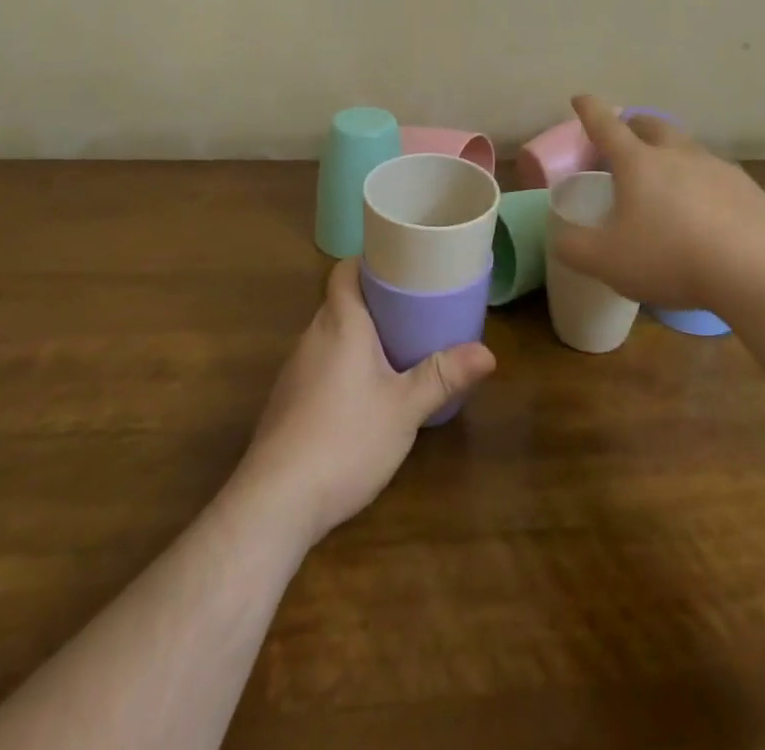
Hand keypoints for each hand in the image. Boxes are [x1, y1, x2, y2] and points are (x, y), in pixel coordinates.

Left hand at [235, 258, 495, 547]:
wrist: (275, 502)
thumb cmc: (346, 439)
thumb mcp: (405, 408)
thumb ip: (444, 376)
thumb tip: (489, 353)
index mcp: (340, 323)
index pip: (344, 271)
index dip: (369, 261)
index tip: (400, 265)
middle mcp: (312, 337)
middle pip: (340, 302)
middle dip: (374, 302)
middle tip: (414, 308)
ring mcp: (294, 371)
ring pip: (330, 336)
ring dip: (358, 336)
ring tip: (396, 347)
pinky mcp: (286, 403)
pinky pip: (319, 366)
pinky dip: (342, 366)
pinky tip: (363, 395)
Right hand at [548, 95, 764, 311]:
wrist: (753, 268)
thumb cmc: (669, 257)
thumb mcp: (606, 260)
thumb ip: (574, 248)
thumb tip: (560, 237)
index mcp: (638, 163)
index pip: (606, 126)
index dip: (590, 111)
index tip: (581, 98)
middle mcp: (678, 155)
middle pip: (653, 126)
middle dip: (636, 124)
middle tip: (627, 135)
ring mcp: (718, 168)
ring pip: (690, 150)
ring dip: (674, 155)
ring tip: (669, 178)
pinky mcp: (749, 191)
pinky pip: (720, 180)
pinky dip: (707, 187)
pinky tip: (710, 214)